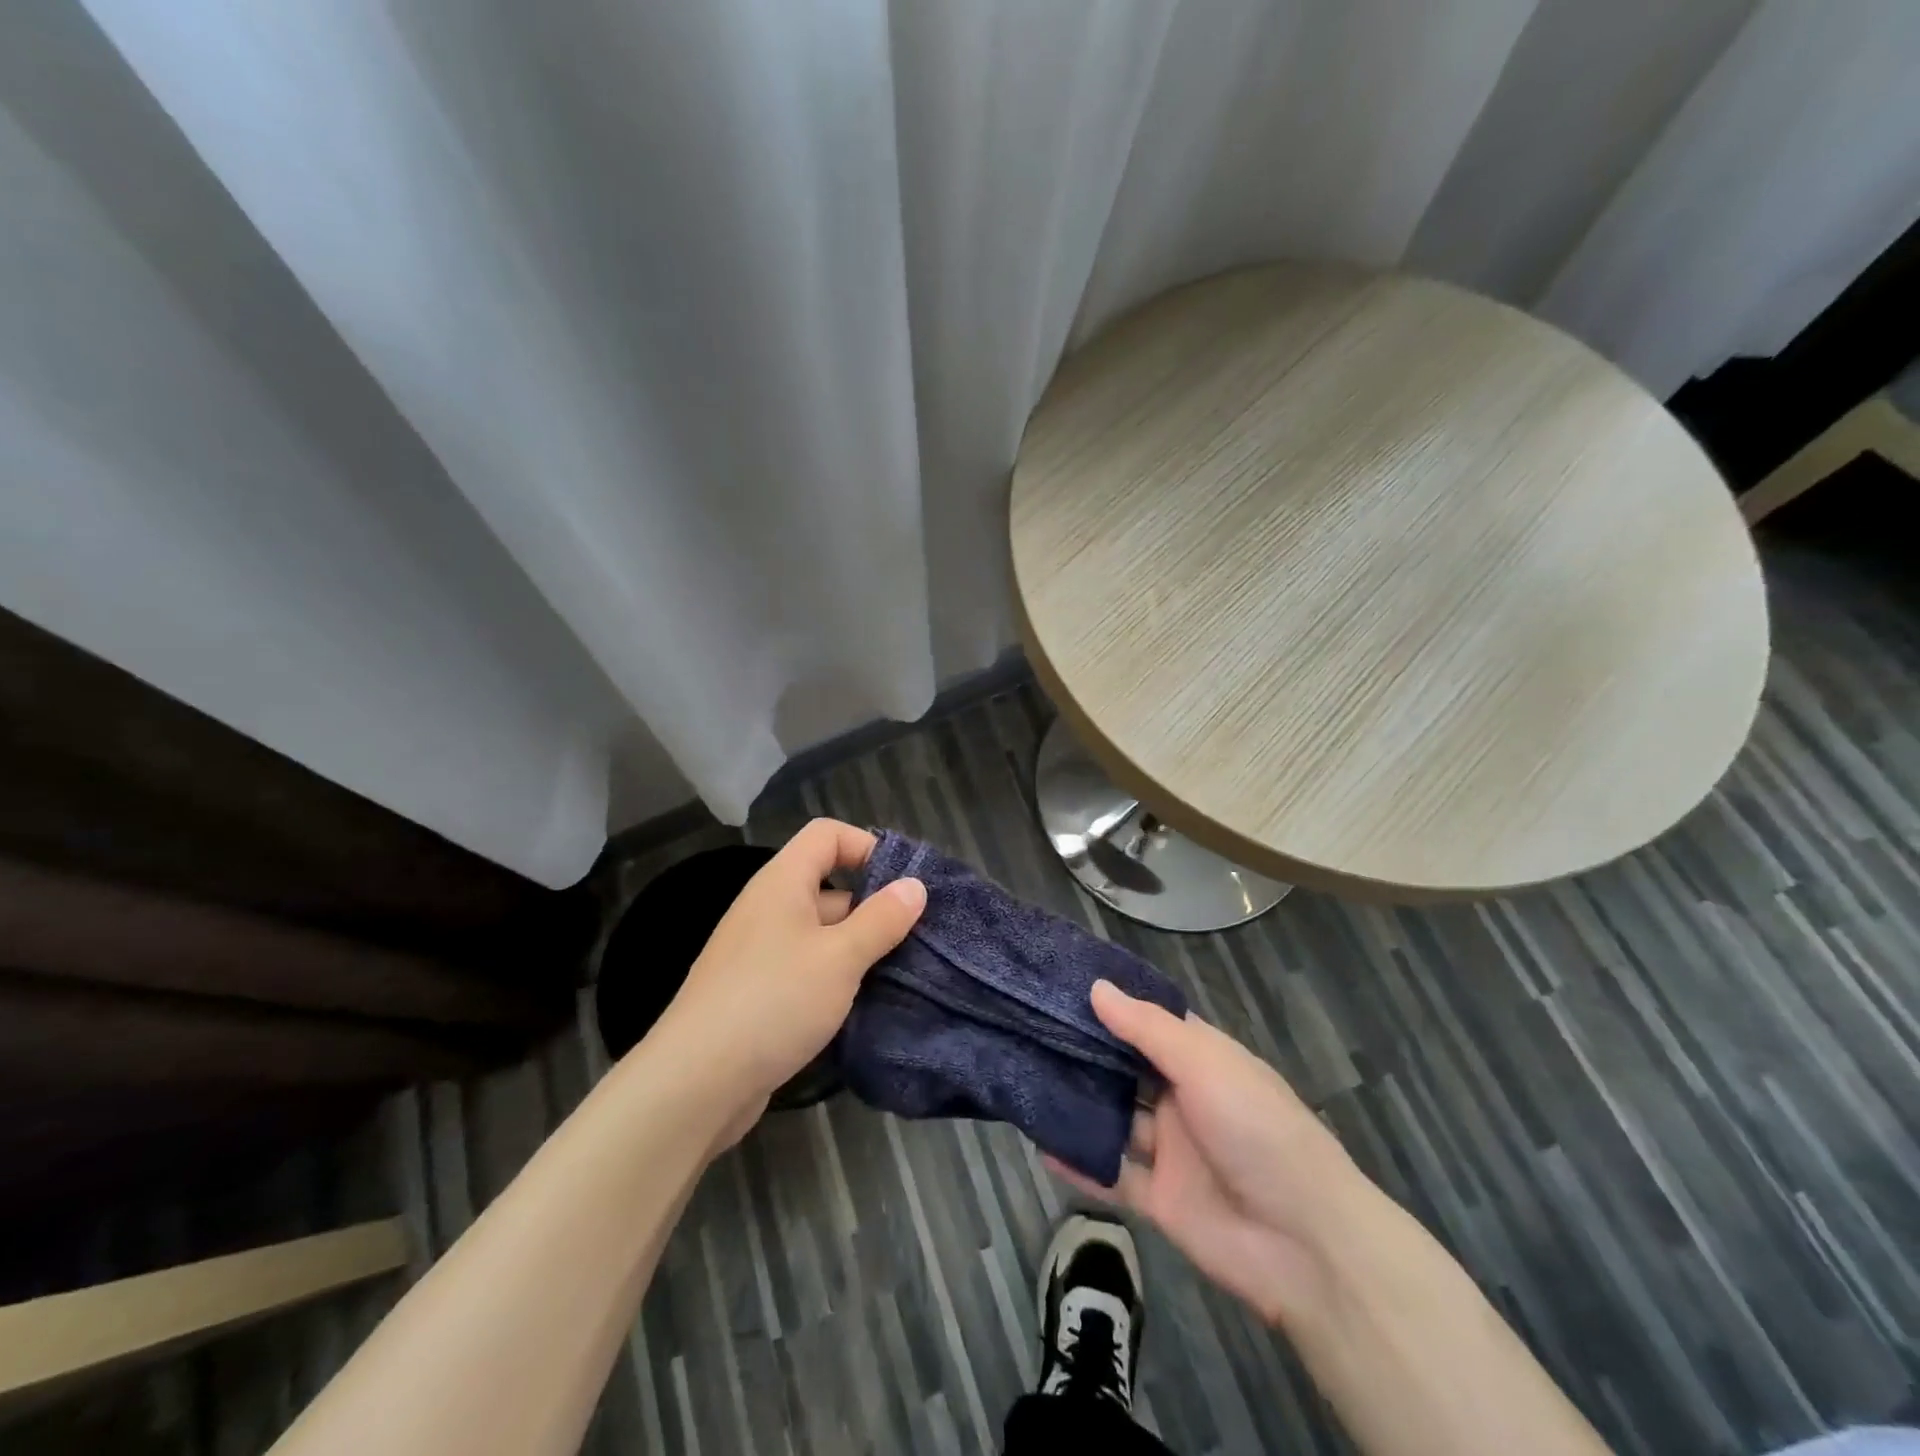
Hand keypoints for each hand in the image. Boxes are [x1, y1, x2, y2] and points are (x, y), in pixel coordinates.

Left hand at [656, 819, 924, 1130]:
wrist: (695, 1084)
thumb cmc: (774, 1002)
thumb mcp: (840, 958)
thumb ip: (881, 919)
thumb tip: (915, 885)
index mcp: (782, 883)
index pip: (827, 834)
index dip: (867, 846)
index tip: (904, 884)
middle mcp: (768, 908)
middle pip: (829, 885)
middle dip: (873, 907)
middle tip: (917, 937)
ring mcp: (760, 953)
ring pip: (821, 933)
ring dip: (859, 949)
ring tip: (902, 974)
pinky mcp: (758, 993)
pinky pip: (807, 969)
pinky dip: (836, 979)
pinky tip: (864, 1005)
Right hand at [1048, 980, 1370, 1325]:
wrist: (1305, 1243)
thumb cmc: (1257, 1128)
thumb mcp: (1204, 1064)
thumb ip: (1146, 1029)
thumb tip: (1097, 988)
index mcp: (1201, 1060)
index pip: (1149, 1023)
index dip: (1110, 1006)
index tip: (1060, 987)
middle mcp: (1182, 1098)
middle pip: (1125, 1070)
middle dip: (1084, 1053)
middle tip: (1028, 1029)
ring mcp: (1170, 1150)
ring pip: (1114, 1120)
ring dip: (1078, 1105)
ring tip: (1024, 1078)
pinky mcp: (1159, 1199)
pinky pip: (1112, 1175)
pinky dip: (1080, 1163)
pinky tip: (1040, 1144)